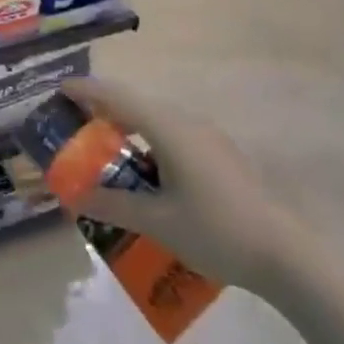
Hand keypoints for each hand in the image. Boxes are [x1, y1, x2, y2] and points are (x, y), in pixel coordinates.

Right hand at [58, 77, 298, 292]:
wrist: (284, 253)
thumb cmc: (215, 231)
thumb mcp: (156, 221)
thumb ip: (113, 204)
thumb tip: (77, 196)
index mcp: (168, 128)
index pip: (117, 97)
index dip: (86, 91)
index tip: (59, 90)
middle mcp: (186, 122)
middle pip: (135, 104)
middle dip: (103, 110)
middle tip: (75, 125)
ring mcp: (207, 136)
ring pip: (156, 120)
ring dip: (127, 128)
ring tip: (105, 151)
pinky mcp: (219, 154)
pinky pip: (172, 135)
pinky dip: (148, 143)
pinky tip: (144, 174)